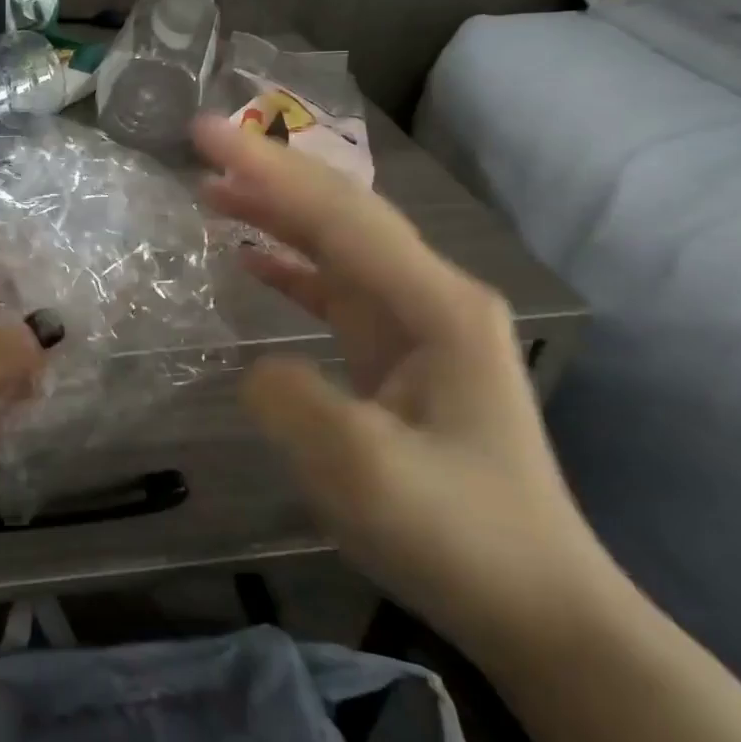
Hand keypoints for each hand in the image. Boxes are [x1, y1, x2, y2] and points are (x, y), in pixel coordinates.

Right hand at [193, 116, 614, 662]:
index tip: (204, 134)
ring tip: (212, 190)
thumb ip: (292, 400)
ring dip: (276, 213)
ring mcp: (419, 324)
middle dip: (270, 173)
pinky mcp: (402, 354)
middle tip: (202, 143)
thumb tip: (257, 366)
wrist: (538, 608)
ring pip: (337, 245)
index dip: (267, 169)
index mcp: (433, 305)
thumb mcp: (362, 470)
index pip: (336, 215)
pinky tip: (253, 258)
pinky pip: (337, 288)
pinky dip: (292, 265)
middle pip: (340, 214)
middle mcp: (431, 296)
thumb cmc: (458, 534)